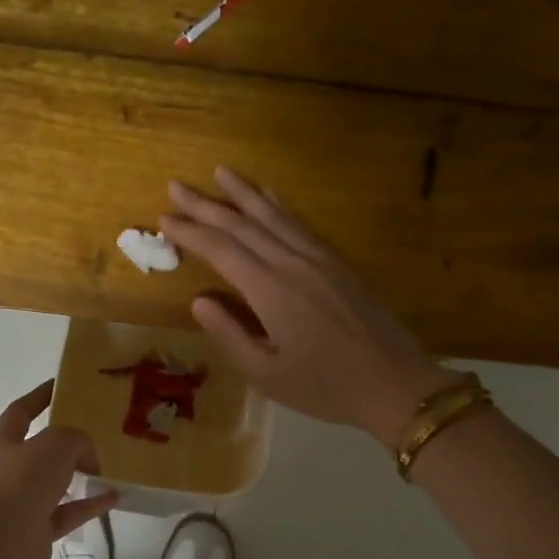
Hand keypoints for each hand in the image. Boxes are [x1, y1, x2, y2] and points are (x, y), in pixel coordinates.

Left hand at [0, 381, 117, 558]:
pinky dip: (89, 504)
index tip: (60, 386)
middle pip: (38, 449)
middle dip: (63, 442)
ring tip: (106, 466)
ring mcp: (21, 501)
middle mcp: (8, 470)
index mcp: (4, 443)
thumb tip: (87, 459)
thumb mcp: (57, 444)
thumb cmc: (23, 482)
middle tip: (92, 432)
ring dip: (78, 475)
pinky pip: (67, 512)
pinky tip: (114, 496)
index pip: (20, 411)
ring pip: (54, 483)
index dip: (39, 397)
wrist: (3, 543)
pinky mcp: (36, 530)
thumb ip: (77, 440)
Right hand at [160, 167, 459, 447]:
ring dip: (243, 193)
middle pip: (243, 225)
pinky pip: (299, 223)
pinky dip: (278, 206)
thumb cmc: (325, 386)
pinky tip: (268, 195)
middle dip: (206, 204)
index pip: (221, 250)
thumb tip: (200, 301)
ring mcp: (318, 259)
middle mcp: (292, 264)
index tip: (163, 219)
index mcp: (270, 291)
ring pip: (273, 216)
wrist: (394, 382)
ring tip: (219, 172)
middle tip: (177, 185)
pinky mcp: (338, 262)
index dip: (190, 233)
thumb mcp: (267, 373)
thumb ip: (230, 334)